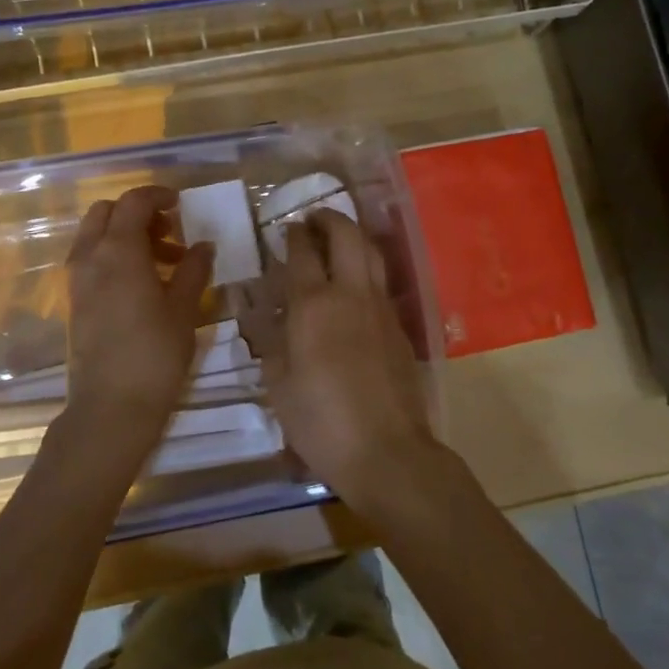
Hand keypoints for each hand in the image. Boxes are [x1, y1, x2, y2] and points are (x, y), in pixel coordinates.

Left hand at [60, 186, 212, 462]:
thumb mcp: (183, 309)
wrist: (111, 406)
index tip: (180, 203)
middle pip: (106, 212)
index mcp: (119, 250)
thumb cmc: (155, 353)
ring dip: (126, 235)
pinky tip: (142, 285)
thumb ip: (194, 270)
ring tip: (164, 263)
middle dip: (137, 214)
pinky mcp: (74, 301)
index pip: (133, 202)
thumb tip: (203, 245)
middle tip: (170, 233)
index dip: (157, 195)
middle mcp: (91, 256)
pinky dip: (113, 256)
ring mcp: (77, 279)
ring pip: (95, 236)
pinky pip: (91, 260)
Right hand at [252, 211, 444, 518]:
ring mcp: (381, 308)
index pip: (302, 253)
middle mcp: (350, 294)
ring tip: (338, 238)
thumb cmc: (321, 421)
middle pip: (346, 236)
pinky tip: (355, 285)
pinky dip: (366, 269)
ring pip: (372, 254)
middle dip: (329, 219)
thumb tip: (268, 321)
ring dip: (353, 236)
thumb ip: (272, 344)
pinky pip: (381, 283)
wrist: (386, 450)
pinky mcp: (399, 327)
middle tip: (314, 218)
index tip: (286, 227)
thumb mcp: (278, 385)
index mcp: (313, 305)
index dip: (293, 235)